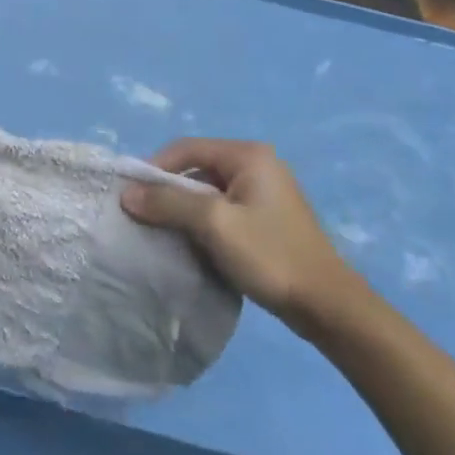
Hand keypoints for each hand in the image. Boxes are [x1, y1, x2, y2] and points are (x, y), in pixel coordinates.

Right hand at [121, 138, 364, 332]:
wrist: (328, 306)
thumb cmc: (270, 255)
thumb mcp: (213, 224)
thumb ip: (168, 203)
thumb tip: (126, 193)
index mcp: (248, 155)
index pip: (185, 148)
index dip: (154, 168)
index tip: (131, 196)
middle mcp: (258, 165)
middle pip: (197, 168)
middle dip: (168, 191)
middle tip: (144, 216)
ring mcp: (265, 192)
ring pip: (208, 192)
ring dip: (184, 210)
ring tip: (163, 232)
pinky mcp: (267, 219)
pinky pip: (223, 210)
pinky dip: (203, 222)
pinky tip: (192, 244)